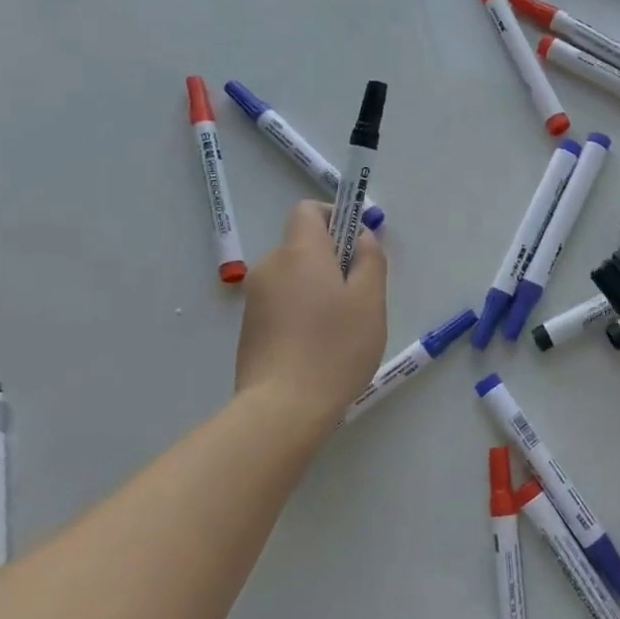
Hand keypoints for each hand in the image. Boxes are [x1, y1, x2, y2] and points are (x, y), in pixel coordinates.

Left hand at [235, 202, 387, 426]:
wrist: (282, 408)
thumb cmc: (335, 348)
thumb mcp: (370, 300)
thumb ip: (370, 259)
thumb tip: (363, 237)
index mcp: (300, 252)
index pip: (308, 210)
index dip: (334, 217)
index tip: (357, 245)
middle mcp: (271, 266)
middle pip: (303, 245)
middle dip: (332, 260)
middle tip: (359, 296)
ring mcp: (256, 298)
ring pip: (294, 276)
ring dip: (317, 288)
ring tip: (340, 328)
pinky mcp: (249, 327)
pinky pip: (282, 302)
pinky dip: (301, 310)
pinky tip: (317, 346)